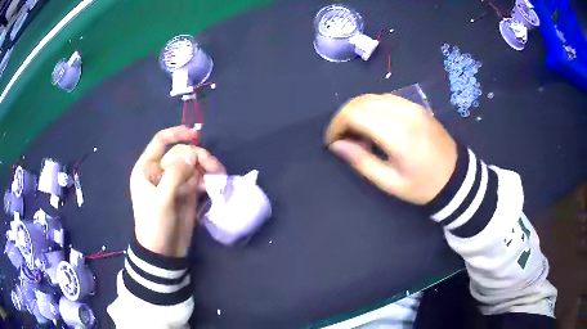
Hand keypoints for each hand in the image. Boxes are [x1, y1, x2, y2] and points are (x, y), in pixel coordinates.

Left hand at [130, 126, 224, 256]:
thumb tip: (192, 153)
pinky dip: (208, 179)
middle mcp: (161, 171)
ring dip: (207, 167)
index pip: (160, 141)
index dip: (177, 134)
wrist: (163, 251)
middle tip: (214, 168)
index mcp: (147, 168)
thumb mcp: (161, 199)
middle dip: (198, 157)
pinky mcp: (187, 192)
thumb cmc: (155, 224)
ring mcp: (175, 182)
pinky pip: (199, 178)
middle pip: (182, 153)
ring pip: (193, 165)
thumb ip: (175, 174)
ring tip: (219, 177)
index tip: (195, 135)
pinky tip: (215, 185)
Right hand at [325, 94, 456, 204]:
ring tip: (357, 133)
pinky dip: (372, 107)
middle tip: (342, 139)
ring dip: (358, 110)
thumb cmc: (423, 186)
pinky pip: (386, 98)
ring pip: (372, 97)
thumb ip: (361, 161)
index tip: (332, 142)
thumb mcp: (390, 182)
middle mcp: (403, 111)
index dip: (336, 125)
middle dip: (344, 117)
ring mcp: (411, 106)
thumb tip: (337, 145)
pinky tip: (374, 124)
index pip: (354, 113)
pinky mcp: (416, 106)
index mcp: (397, 133)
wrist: (456, 177)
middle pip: (360, 101)